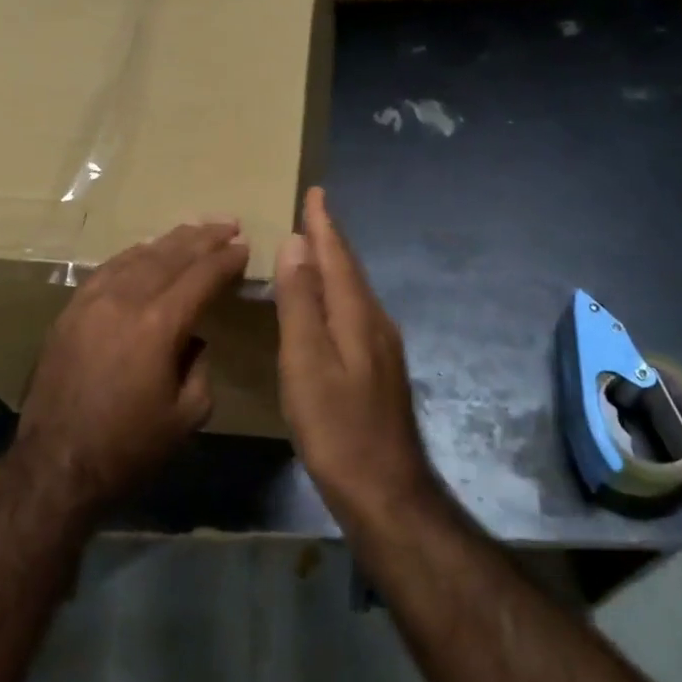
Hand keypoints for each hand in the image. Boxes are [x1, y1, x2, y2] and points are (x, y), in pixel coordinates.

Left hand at [15, 221, 248, 512]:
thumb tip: (194, 341)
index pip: (200, 278)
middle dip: (203, 238)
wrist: (57, 464)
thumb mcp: (188, 416)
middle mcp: (124, 301)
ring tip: (194, 229)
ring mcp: (91, 302)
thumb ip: (200, 368)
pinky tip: (145, 251)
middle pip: (169, 256)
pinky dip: (133, 255)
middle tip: (228, 224)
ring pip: (137, 257)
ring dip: (169, 241)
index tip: (245, 246)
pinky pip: (107, 270)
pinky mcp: (70, 312)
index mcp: (158, 326)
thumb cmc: (129, 447)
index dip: (226, 260)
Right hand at [275, 188, 437, 524]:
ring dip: (336, 266)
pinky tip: (330, 308)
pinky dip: (339, 296)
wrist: (385, 489)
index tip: (316, 192)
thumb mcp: (307, 361)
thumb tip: (297, 242)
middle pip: (351, 270)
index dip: (324, 224)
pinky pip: (356, 314)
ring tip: (317, 250)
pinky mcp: (379, 371)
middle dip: (332, 239)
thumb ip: (301, 301)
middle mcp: (376, 323)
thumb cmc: (336, 426)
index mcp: (357, 314)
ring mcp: (382, 349)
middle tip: (314, 213)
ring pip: (356, 293)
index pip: (337, 256)